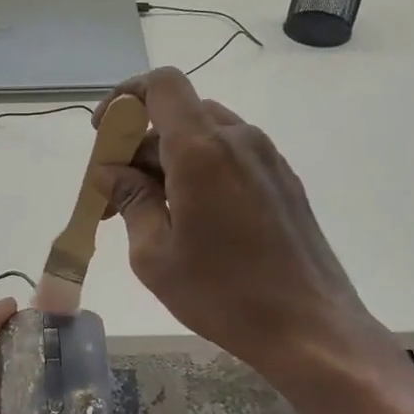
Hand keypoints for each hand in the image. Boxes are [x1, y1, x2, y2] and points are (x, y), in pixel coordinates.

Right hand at [91, 67, 388, 375]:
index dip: (125, 97)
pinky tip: (192, 220)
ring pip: (205, 136)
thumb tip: (112, 172)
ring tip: (150, 213)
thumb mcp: (155, 254)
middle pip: (178, 115)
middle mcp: (238, 139)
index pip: (161, 85)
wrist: (310, 327)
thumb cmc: (223, 294)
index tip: (104, 135)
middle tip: (115, 197)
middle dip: (139, 146)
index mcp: (202, 150)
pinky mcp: (283, 181)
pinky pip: (231, 157)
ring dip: (169, 161)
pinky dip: (200, 172)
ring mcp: (267, 158)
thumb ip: (130, 200)